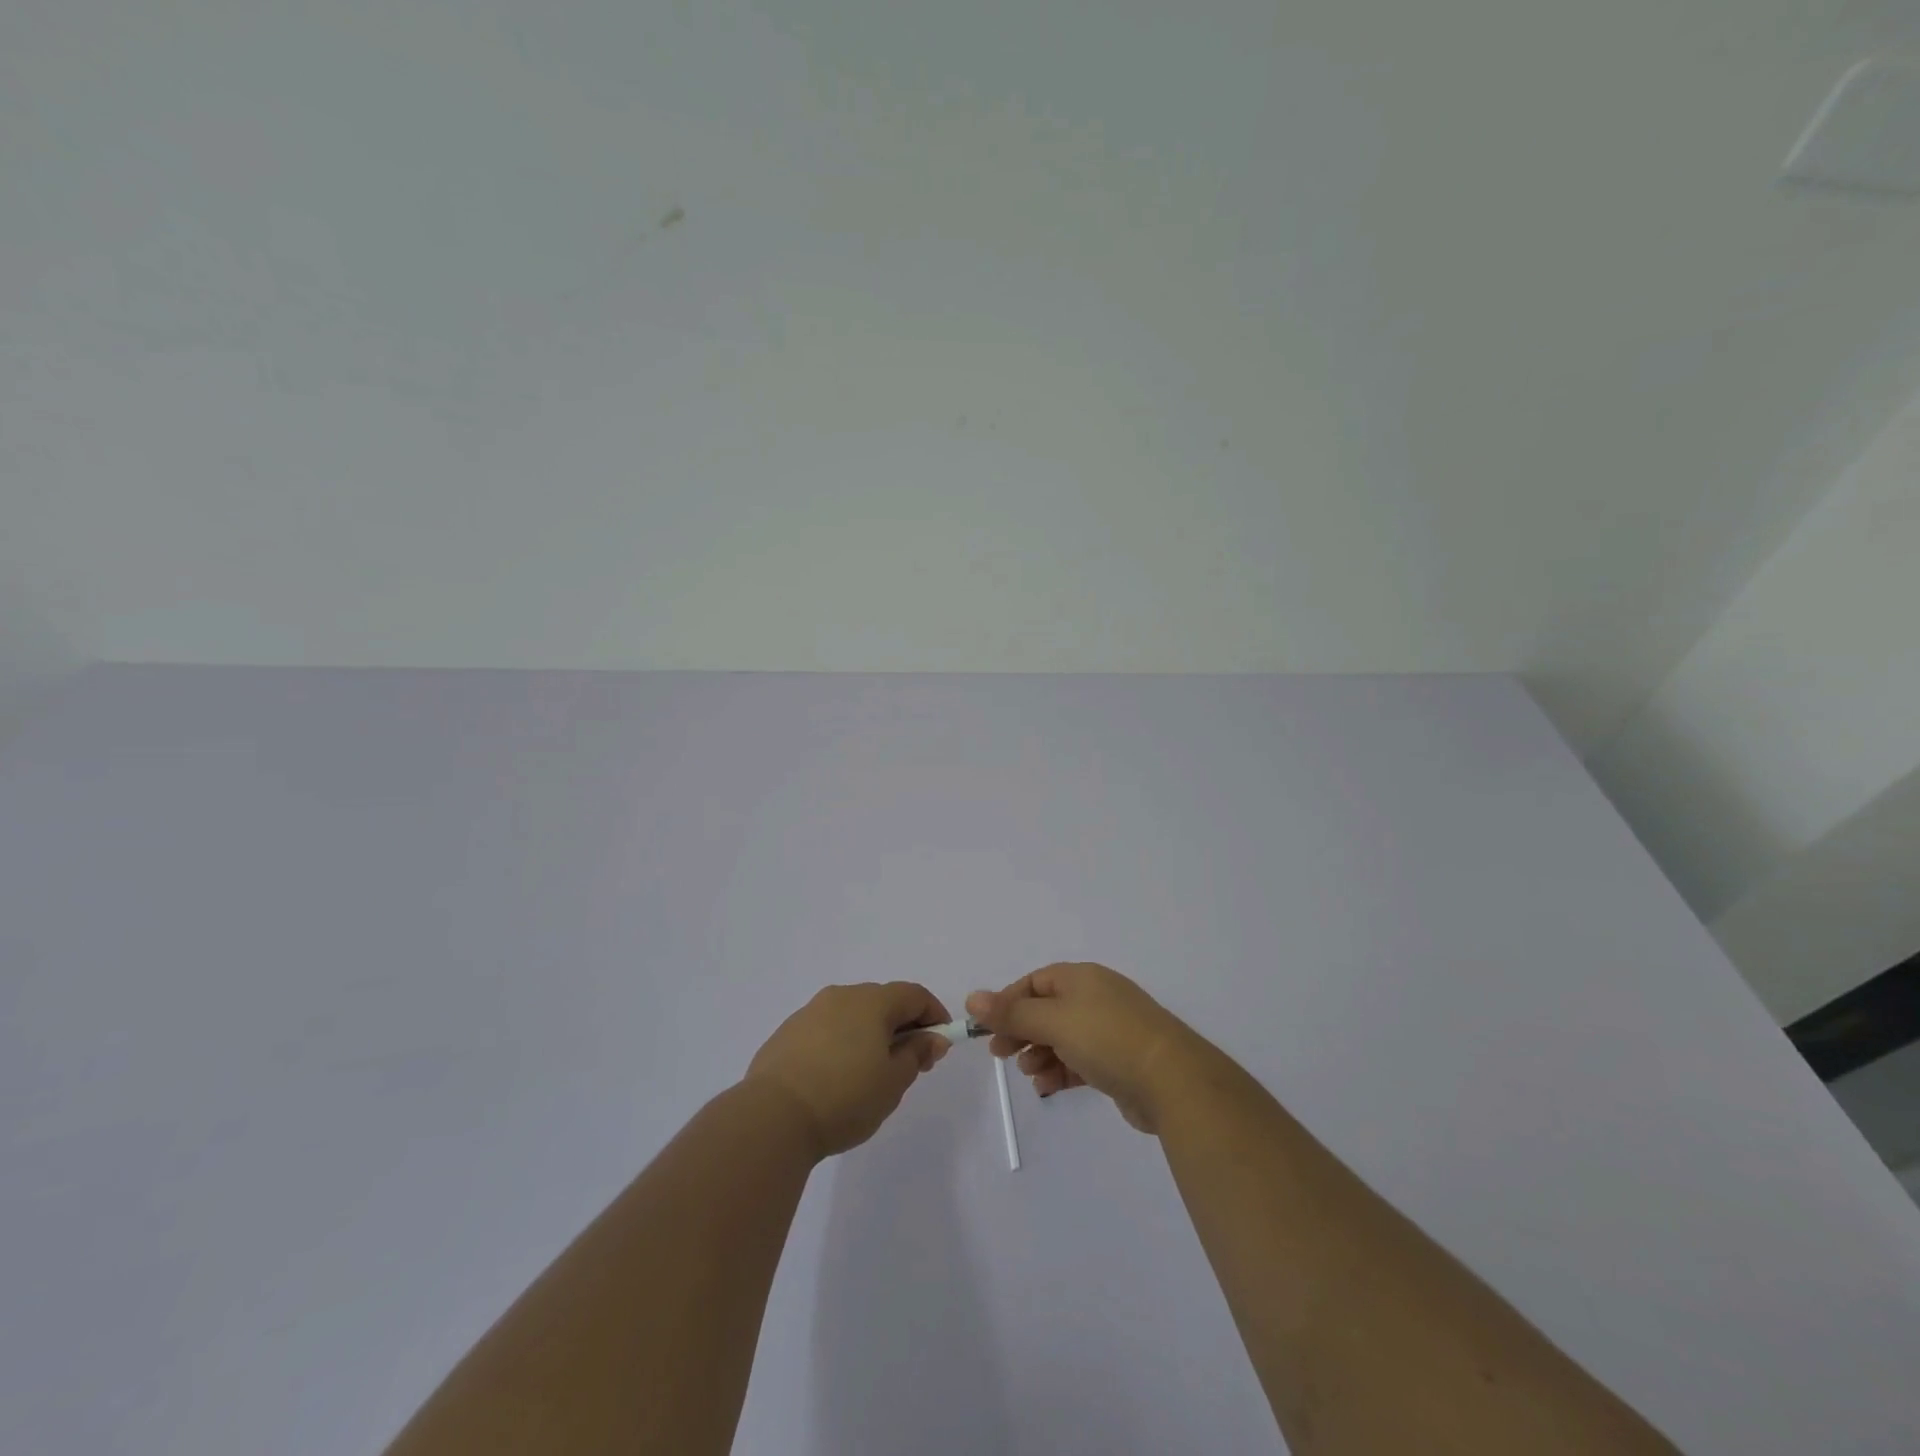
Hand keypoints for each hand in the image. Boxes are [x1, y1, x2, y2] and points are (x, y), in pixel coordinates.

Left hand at [744, 982, 951, 1160]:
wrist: (772, 1117)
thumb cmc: (845, 1098)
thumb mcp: (893, 1082)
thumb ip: (917, 1054)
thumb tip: (933, 1037)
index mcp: (872, 1001)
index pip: (914, 995)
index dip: (934, 1015)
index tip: (940, 1044)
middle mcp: (841, 996)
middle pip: (883, 1001)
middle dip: (903, 1026)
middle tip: (910, 1063)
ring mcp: (810, 1012)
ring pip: (852, 1014)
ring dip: (870, 1034)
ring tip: (872, 1073)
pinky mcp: (787, 1033)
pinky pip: (826, 1029)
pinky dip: (841, 1043)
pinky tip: (837, 1076)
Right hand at [966, 963, 1207, 1133]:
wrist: (1172, 1080)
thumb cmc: (1107, 1038)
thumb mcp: (1054, 1021)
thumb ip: (1012, 1013)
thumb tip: (972, 998)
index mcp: (1081, 978)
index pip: (1035, 982)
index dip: (1008, 1003)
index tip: (987, 1028)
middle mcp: (1096, 998)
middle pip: (1047, 1010)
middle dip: (1021, 1031)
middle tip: (1000, 1053)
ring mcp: (1110, 1030)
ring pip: (1062, 1038)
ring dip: (1040, 1053)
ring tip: (1029, 1072)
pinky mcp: (1118, 1062)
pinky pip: (1079, 1061)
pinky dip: (1060, 1071)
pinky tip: (1047, 1086)